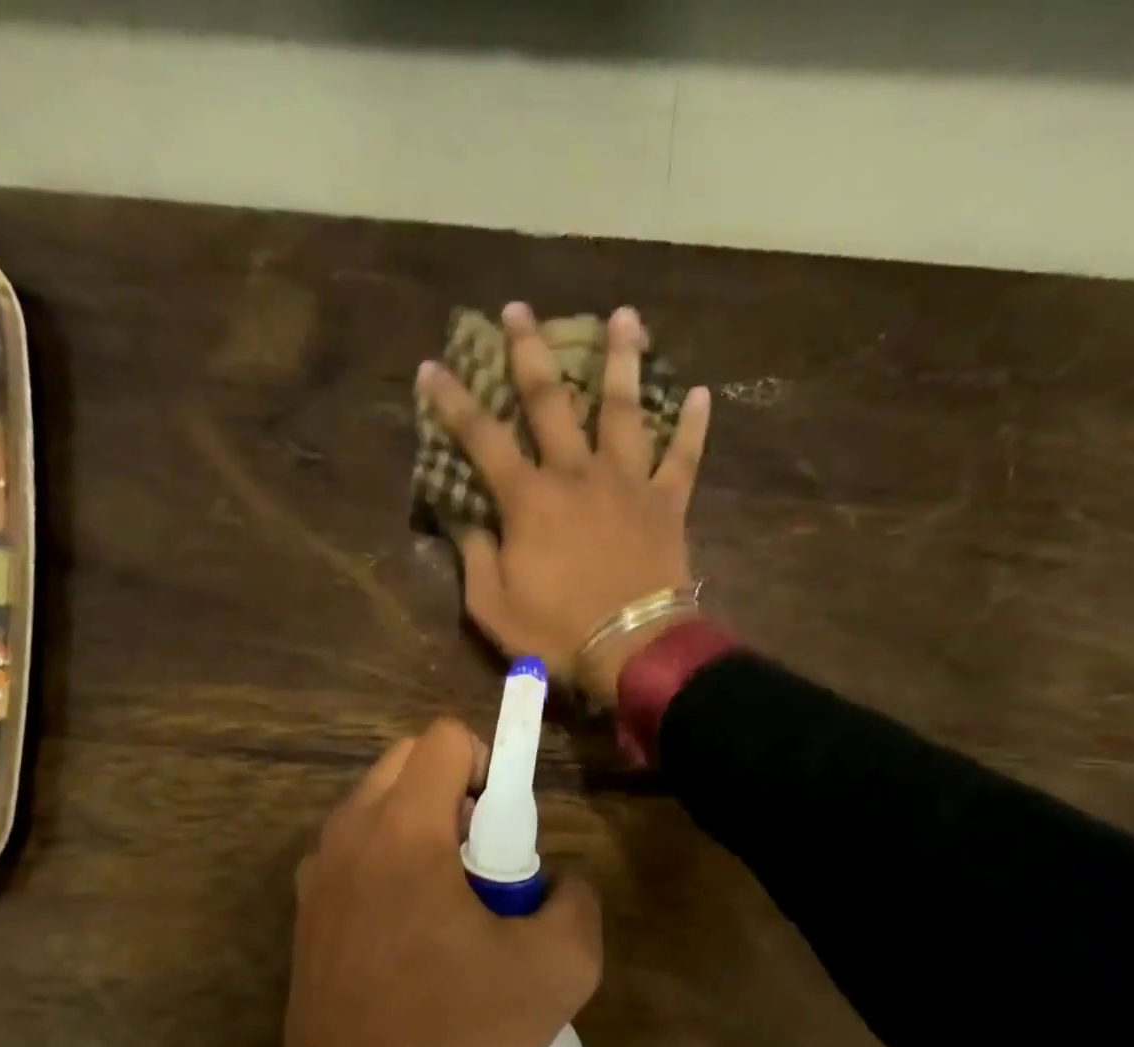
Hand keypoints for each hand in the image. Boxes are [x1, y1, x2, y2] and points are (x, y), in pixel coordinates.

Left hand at [277, 719, 602, 1046]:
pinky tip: (408, 924)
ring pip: (378, 800)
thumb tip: (560, 882)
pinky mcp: (306, 903)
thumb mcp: (556, 971)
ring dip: (421, 820)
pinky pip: (355, 844)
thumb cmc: (451, 1028)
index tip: (506, 827)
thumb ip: (578, 903)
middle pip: (409, 759)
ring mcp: (319, 865)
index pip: (446, 738)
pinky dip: (387, 854)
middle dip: (456, 788)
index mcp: (405, 827)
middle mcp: (352, 828)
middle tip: (483, 856)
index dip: (490, 764)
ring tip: (448, 894)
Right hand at [419, 302, 712, 703]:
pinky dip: (693, 428)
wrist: (633, 649)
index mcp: (529, 500)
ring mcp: (627, 484)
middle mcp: (577, 475)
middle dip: (530, 353)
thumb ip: (475, 556)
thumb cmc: (557, 633)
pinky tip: (702, 394)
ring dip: (622, 360)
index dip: (452, 401)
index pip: (481, 438)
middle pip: (551, 402)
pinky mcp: (666, 504)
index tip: (431, 364)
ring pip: (624, 410)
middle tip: (519, 309)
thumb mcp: (492, 606)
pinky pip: (683, 459)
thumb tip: (465, 518)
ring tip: (625, 315)